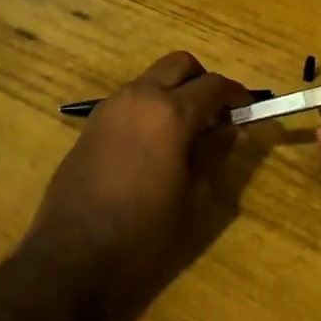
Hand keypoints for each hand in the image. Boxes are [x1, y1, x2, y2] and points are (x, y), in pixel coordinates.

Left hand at [22, 51, 250, 320]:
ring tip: (186, 132)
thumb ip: (214, 152)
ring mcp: (110, 107)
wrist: (72, 256)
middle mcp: (140, 97)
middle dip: (202, 80)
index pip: (214, 85)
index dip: (236, 93)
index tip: (248, 108)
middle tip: (215, 114)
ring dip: (174, 91)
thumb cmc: (143, 232)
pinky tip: (154, 144)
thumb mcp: (192, 195)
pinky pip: (130, 99)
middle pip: (179, 64)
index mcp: (170, 113)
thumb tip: (233, 128)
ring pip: (151, 78)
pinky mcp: (91, 124)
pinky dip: (150, 106)